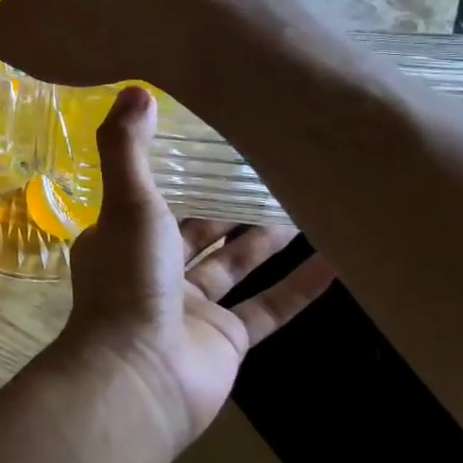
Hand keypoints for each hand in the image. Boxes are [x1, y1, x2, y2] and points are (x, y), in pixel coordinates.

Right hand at [0, 0, 239, 89]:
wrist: (181, 23)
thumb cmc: (80, 29)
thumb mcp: (9, 38)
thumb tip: (4, 20)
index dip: (35, 8)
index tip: (47, 38)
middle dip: (79, 1)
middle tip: (85, 45)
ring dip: (119, 5)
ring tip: (126, 46)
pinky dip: (156, 11)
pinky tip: (158, 39)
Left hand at [56, 87, 335, 454]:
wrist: (141, 374)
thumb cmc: (130, 279)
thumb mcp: (127, 201)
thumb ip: (127, 147)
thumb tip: (135, 88)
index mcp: (122, 238)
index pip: (151, 199)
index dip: (179, 174)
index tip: (212, 144)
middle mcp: (153, 270)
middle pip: (197, 231)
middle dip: (228, 204)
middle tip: (271, 168)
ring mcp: (192, 308)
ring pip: (235, 265)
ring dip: (266, 239)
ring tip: (307, 201)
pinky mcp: (228, 340)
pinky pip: (271, 307)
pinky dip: (301, 287)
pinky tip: (340, 260)